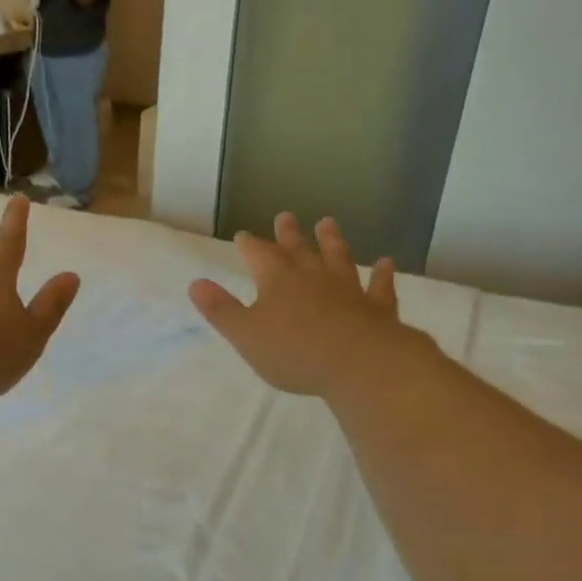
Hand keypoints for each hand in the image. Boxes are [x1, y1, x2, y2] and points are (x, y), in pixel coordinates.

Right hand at [189, 215, 417, 397]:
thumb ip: (220, 309)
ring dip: (332, 241)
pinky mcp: (376, 307)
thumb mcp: (245, 334)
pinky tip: (386, 263)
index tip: (243, 236)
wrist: (359, 364)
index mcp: (277, 281)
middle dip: (288, 234)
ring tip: (328, 223)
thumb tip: (195, 283)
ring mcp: (347, 289)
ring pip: (338, 258)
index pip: (258, 255)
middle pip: (298, 249)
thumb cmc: (293, 352)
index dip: (249, 246)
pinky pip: (379, 287)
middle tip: (286, 216)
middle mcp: (312, 277)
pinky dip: (382, 275)